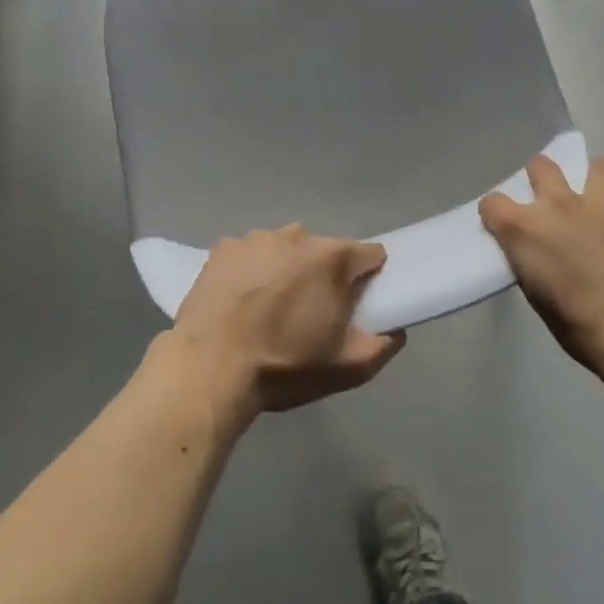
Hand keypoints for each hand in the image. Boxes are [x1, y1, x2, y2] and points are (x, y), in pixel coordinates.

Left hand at [171, 225, 404, 423]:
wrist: (208, 368)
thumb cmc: (284, 366)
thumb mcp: (347, 368)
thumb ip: (383, 345)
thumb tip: (394, 329)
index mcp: (332, 257)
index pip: (369, 255)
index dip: (368, 278)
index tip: (357, 303)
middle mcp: (298, 235)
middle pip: (324, 251)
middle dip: (323, 276)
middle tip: (309, 314)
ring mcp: (257, 238)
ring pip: (285, 250)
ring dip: (286, 271)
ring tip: (268, 309)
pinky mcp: (223, 248)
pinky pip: (250, 254)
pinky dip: (251, 271)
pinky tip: (239, 302)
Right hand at [480, 155, 603, 386]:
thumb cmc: (582, 325)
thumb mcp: (539, 298)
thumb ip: (532, 262)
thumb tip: (538, 255)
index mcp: (524, 228)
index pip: (492, 203)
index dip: (496, 214)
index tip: (503, 227)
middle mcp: (558, 204)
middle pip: (540, 166)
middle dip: (541, 179)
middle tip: (550, 204)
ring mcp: (601, 204)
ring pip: (595, 166)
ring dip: (591, 180)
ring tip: (595, 202)